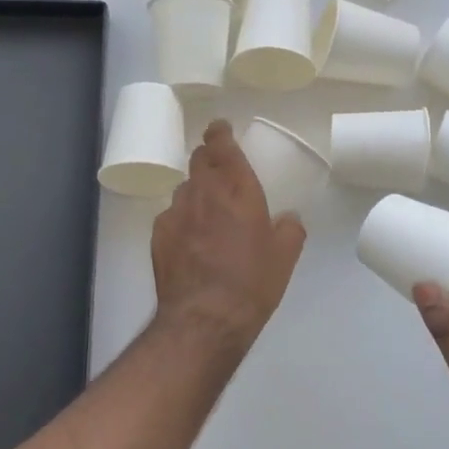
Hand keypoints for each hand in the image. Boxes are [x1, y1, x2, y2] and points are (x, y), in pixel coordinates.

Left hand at [151, 120, 305, 359]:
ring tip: (207, 214)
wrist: (204, 319)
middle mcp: (203, 192)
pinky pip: (171, 216)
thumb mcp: (285, 258)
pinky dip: (182, 219)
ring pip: (185, 188)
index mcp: (238, 189)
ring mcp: (176, 212)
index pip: (222, 145)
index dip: (219, 132)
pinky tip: (191, 241)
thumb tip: (288, 218)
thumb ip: (290, 229)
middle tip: (219, 169)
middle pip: (199, 160)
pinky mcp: (158, 234)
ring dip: (197, 192)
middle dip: (208, 157)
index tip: (220, 129)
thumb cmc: (252, 284)